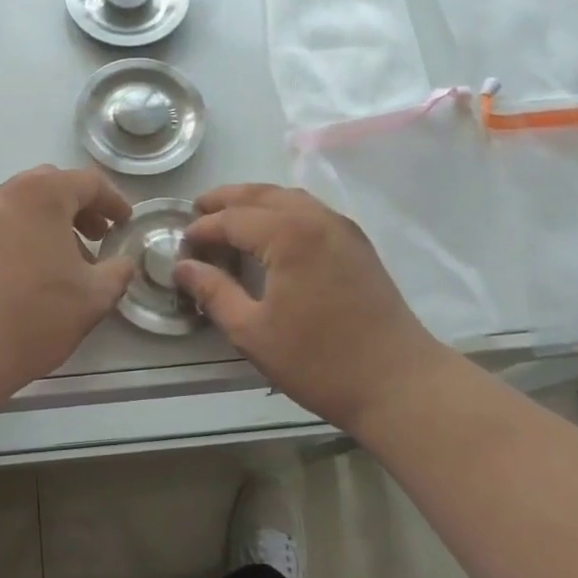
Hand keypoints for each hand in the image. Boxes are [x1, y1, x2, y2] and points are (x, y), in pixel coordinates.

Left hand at [0, 166, 137, 398]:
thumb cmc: (35, 314)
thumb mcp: (93, 297)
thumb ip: (117, 272)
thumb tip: (123, 263)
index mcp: (43, 194)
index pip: (88, 182)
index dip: (114, 201)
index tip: (126, 223)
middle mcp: (8, 194)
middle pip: (53, 185)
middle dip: (81, 206)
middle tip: (100, 234)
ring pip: (27, 204)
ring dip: (55, 221)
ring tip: (74, 258)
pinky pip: (8, 222)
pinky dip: (31, 233)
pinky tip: (42, 270)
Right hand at [176, 184, 445, 433]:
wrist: (397, 383)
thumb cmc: (319, 361)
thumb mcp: (252, 332)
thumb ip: (214, 292)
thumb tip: (182, 267)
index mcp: (289, 235)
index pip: (233, 219)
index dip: (203, 229)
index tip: (180, 246)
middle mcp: (316, 219)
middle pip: (262, 195)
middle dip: (226, 200)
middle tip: (197, 211)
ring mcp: (342, 228)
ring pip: (289, 198)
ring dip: (255, 201)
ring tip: (228, 217)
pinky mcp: (357, 244)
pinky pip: (310, 212)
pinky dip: (281, 211)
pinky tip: (270, 234)